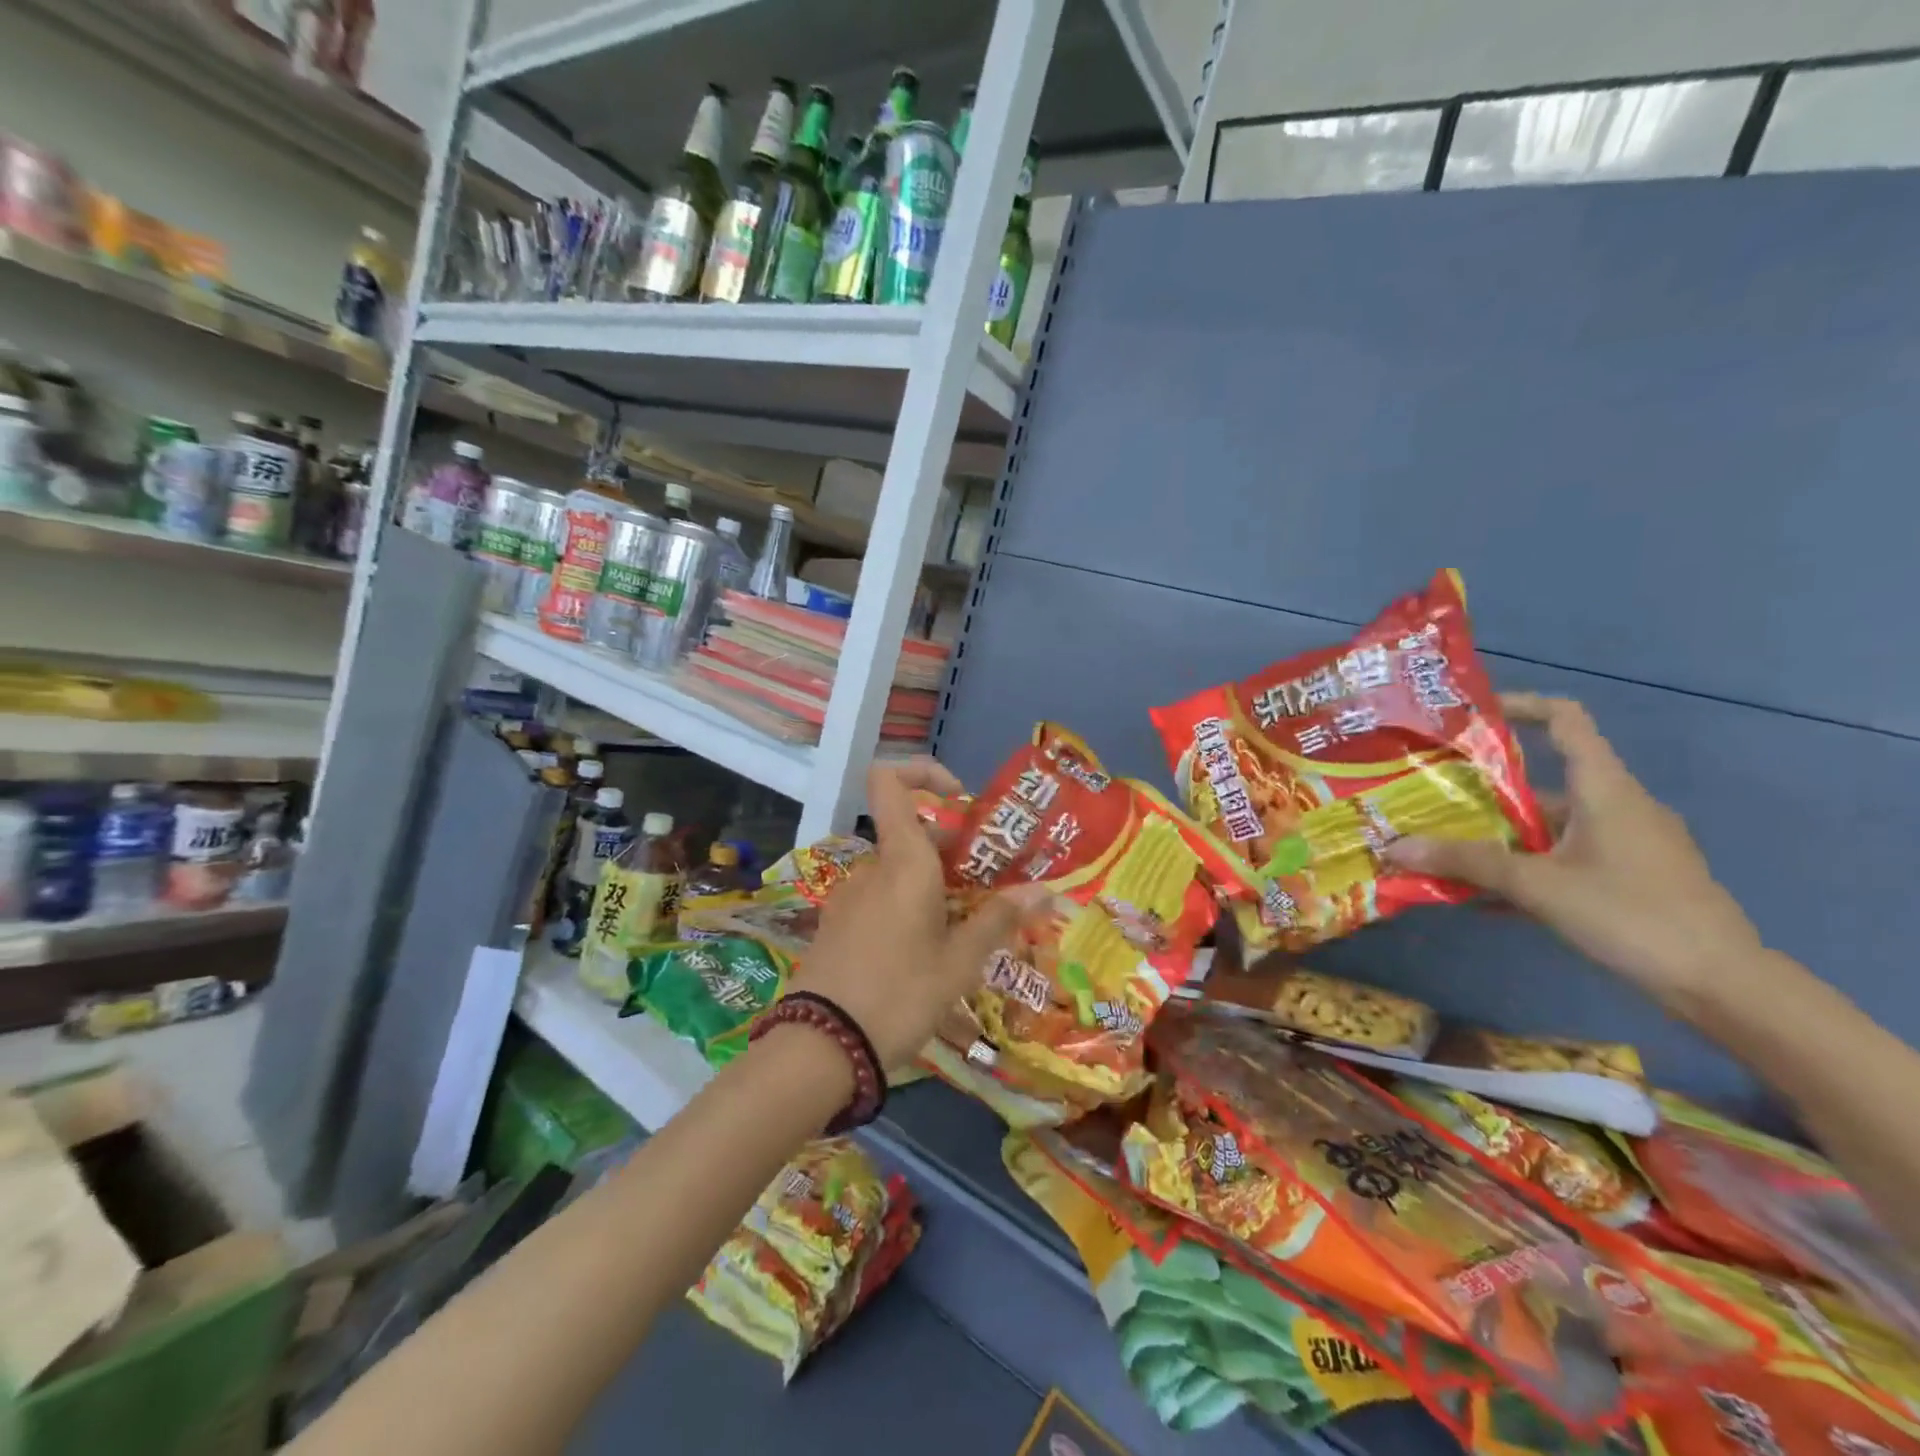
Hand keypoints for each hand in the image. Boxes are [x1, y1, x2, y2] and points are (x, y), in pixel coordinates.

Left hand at [788, 757, 1046, 1070]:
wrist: (820, 1048)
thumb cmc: (900, 995)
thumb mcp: (959, 962)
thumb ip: (999, 920)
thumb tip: (1044, 890)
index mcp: (903, 861)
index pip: (889, 779)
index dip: (922, 772)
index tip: (960, 800)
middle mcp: (872, 868)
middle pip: (911, 833)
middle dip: (953, 849)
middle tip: (990, 885)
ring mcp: (850, 896)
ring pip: (899, 871)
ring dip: (934, 885)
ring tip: (967, 927)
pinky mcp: (838, 924)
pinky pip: (881, 898)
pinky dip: (908, 907)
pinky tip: (928, 951)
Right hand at [1384, 693, 1763, 1005]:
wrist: (1723, 987)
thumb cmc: (1632, 915)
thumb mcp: (1538, 886)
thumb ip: (1466, 863)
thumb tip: (1393, 847)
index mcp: (1605, 789)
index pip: (1565, 720)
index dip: (1520, 706)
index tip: (1469, 718)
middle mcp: (1617, 807)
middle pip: (1540, 782)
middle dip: (1481, 792)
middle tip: (1428, 799)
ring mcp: (1625, 845)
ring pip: (1547, 827)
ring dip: (1496, 837)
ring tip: (1441, 850)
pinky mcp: (1628, 879)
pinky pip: (1561, 859)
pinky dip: (1522, 868)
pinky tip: (1481, 896)